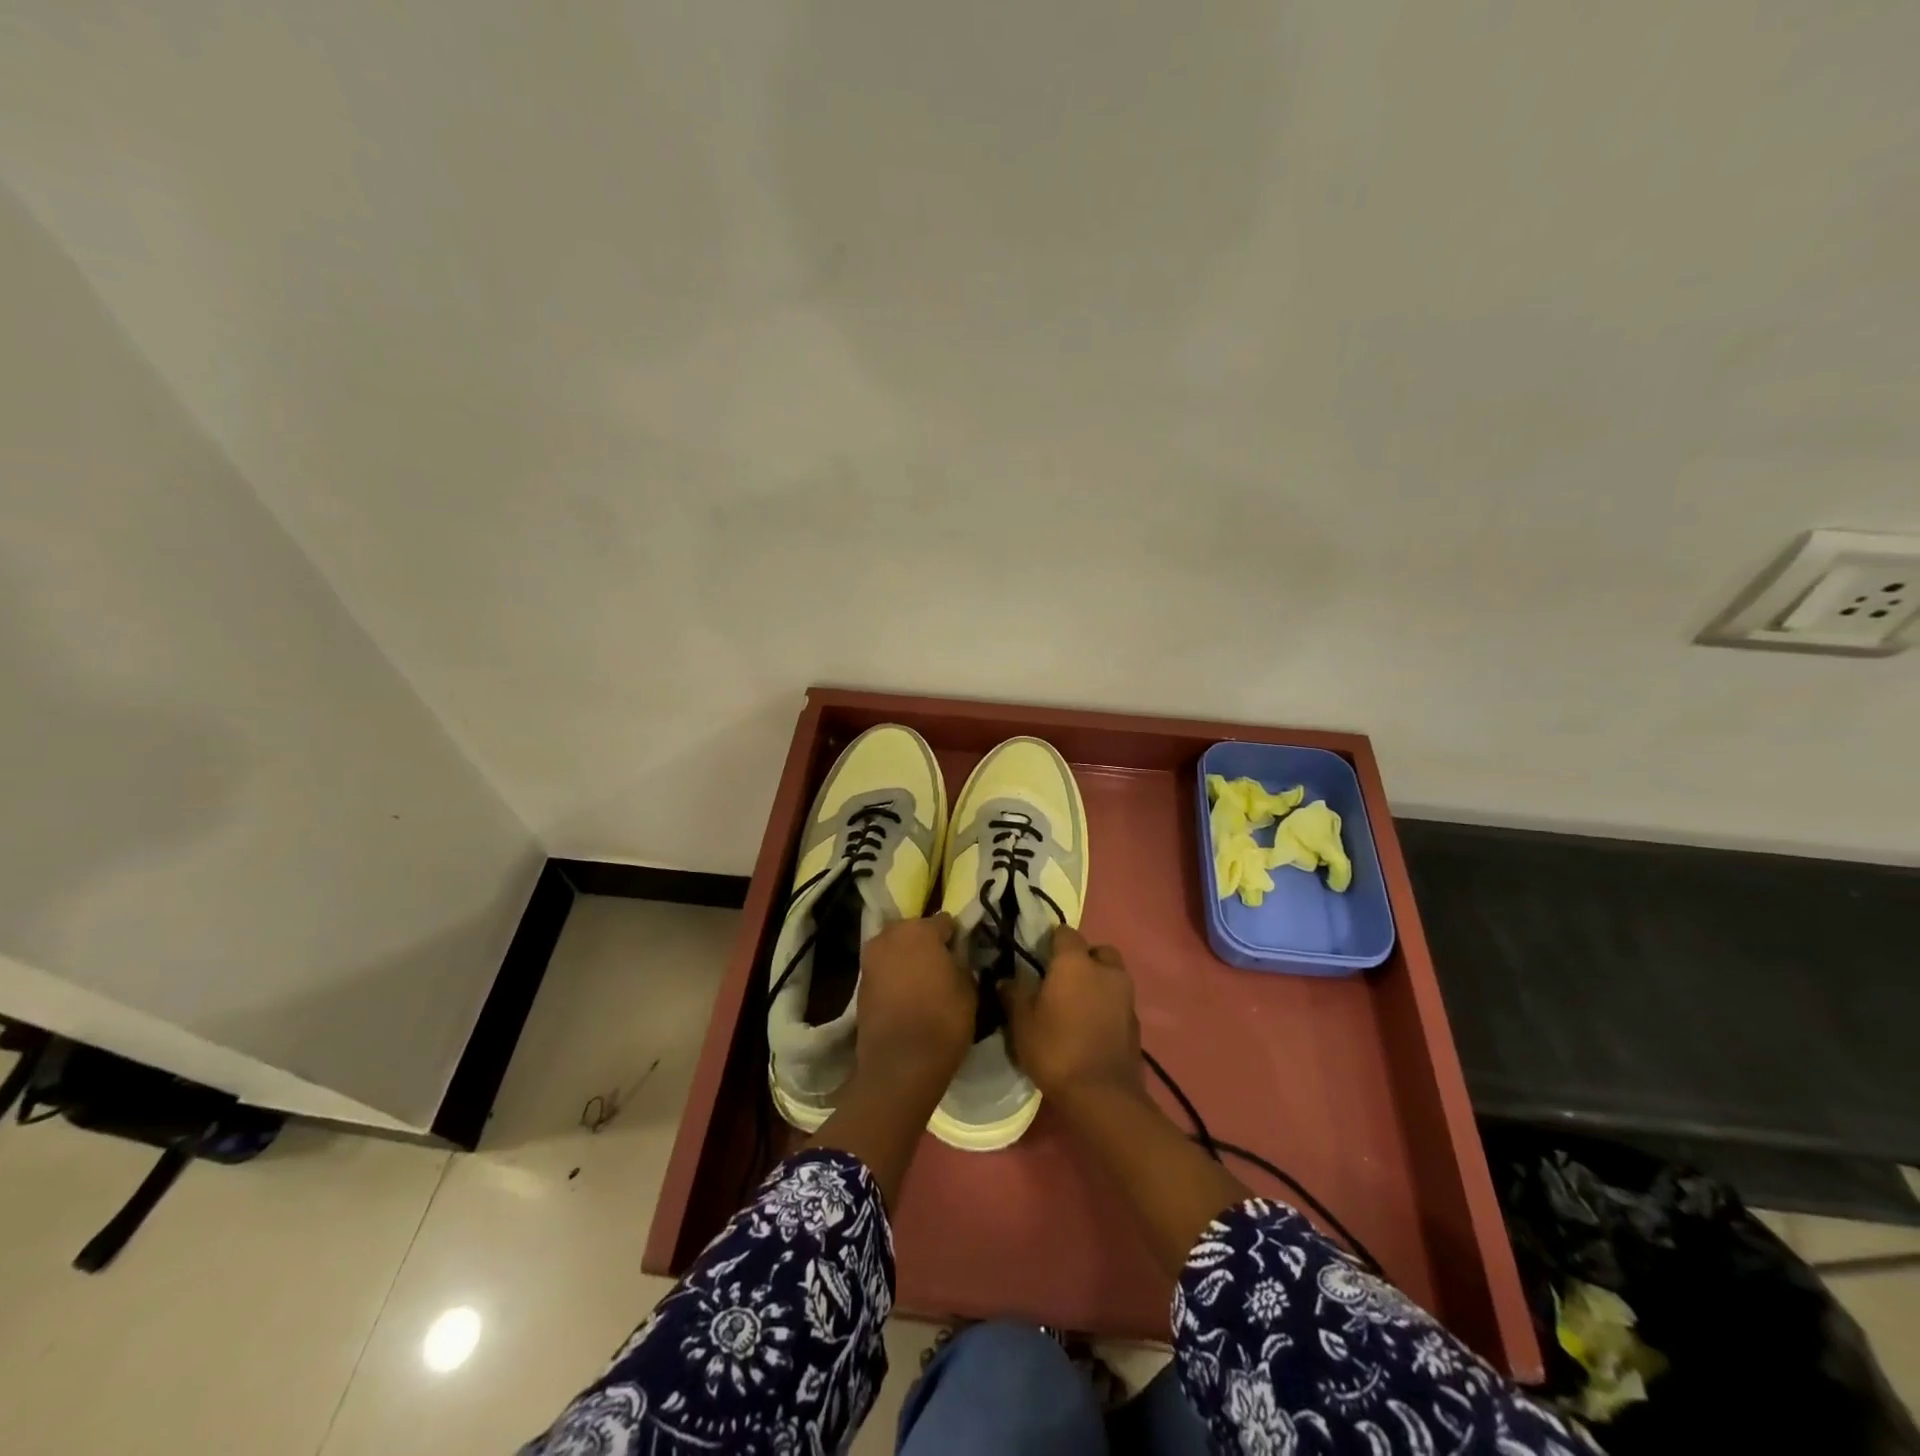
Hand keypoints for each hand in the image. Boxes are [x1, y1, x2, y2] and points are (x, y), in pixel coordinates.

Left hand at [854, 912, 974, 1083]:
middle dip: (927, 944)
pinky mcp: (860, 983)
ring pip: (896, 949)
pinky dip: (895, 977)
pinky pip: (884, 970)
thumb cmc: (943, 1020)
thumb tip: (954, 959)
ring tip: (925, 983)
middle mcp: (890, 936)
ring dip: (908, 959)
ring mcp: (871, 959)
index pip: (945, 921)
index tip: (963, 953)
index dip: (956, 936)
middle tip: (943, 966)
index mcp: (920, 929)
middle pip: (914, 931)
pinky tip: (908, 996)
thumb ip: (960, 963)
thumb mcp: (968, 988)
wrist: (899, 1065)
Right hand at [997, 927, 1141, 1107]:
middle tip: (1062, 981)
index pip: (1065, 933)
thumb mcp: (1022, 1023)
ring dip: (1098, 982)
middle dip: (1083, 959)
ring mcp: (1126, 995)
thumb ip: (1014, 994)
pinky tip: (1091, 1026)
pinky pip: (1119, 1001)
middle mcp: (1105, 970)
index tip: (1037, 958)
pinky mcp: (1136, 1021)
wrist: (1102, 1095)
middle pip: (1097, 951)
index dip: (1051, 942)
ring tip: (1077, 1005)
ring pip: (1112, 975)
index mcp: (1075, 962)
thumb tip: (1007, 980)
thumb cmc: (1055, 1049)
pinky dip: (1107, 1006)